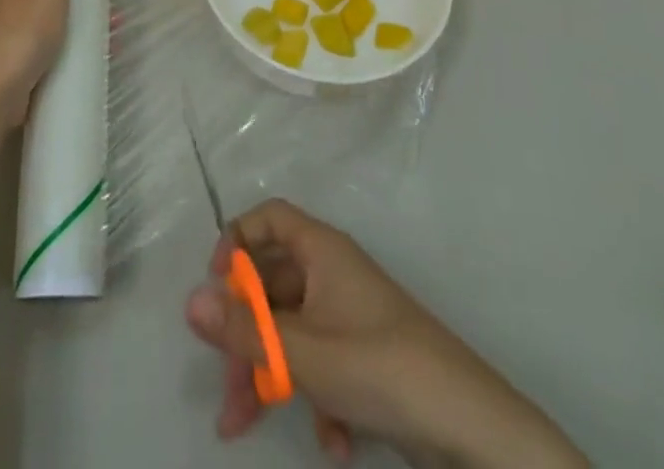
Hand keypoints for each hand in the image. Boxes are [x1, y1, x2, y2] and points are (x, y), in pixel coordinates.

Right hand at [185, 200, 585, 468]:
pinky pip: (322, 363)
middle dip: (244, 337)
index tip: (217, 287)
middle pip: (272, 286)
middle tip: (225, 390)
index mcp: (322, 251)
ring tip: (243, 427)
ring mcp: (350, 316)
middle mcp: (333, 273)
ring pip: (291, 332)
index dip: (238, 241)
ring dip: (269, 375)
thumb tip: (189, 301)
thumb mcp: (307, 353)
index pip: (269, 218)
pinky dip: (315, 398)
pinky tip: (333, 444)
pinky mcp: (366, 358)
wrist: (474, 430)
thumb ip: (247, 330)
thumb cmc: (384, 367)